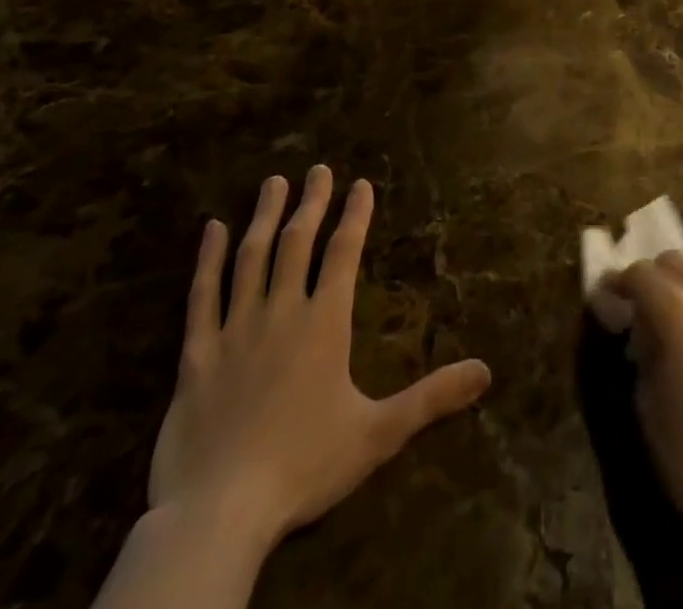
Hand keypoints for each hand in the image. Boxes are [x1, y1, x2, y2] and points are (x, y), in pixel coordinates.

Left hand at [148, 165, 492, 556]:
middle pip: (298, 242)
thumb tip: (486, 370)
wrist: (219, 514)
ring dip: (265, 216)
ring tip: (274, 182)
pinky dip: (206, 259)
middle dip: (311, 202)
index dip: (354, 215)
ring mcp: (235, 330)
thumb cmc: (304, 467)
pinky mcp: (196, 355)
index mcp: (324, 324)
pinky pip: (201, 296)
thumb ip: (432, 397)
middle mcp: (281, 312)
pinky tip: (211, 229)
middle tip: (318, 169)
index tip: (361, 184)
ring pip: (251, 257)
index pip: (343, 253)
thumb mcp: (379, 434)